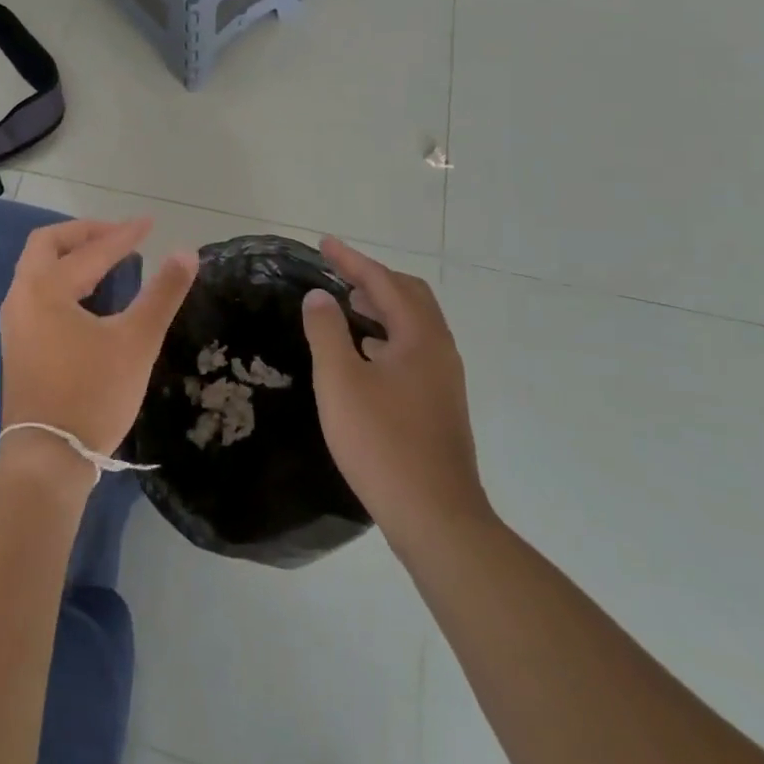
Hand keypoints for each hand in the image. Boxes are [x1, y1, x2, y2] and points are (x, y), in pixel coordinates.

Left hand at [0, 218, 197, 462]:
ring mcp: (14, 321)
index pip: (91, 251)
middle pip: (47, 244)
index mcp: (46, 288)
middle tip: (118, 236)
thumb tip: (186, 252)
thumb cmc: (93, 395)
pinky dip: (61, 278)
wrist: (48, 458)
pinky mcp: (16, 343)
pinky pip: (36, 290)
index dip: (124, 235)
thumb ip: (162, 293)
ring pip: (37, 268)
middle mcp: (22, 295)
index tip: (151, 225)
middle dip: (85, 234)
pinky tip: (87, 296)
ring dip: (70, 255)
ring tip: (107, 261)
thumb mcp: (137, 341)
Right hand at [302, 238, 492, 540]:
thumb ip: (326, 331)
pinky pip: (413, 349)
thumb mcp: (340, 381)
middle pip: (409, 296)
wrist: (437, 519)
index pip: (384, 281)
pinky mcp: (440, 404)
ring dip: (381, 306)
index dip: (351, 260)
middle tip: (337, 273)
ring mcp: (444, 379)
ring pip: (413, 324)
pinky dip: (387, 335)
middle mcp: (439, 350)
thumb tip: (319, 296)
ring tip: (346, 306)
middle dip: (372, 278)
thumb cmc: (382, 443)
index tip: (323, 244)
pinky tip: (364, 355)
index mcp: (419, 337)